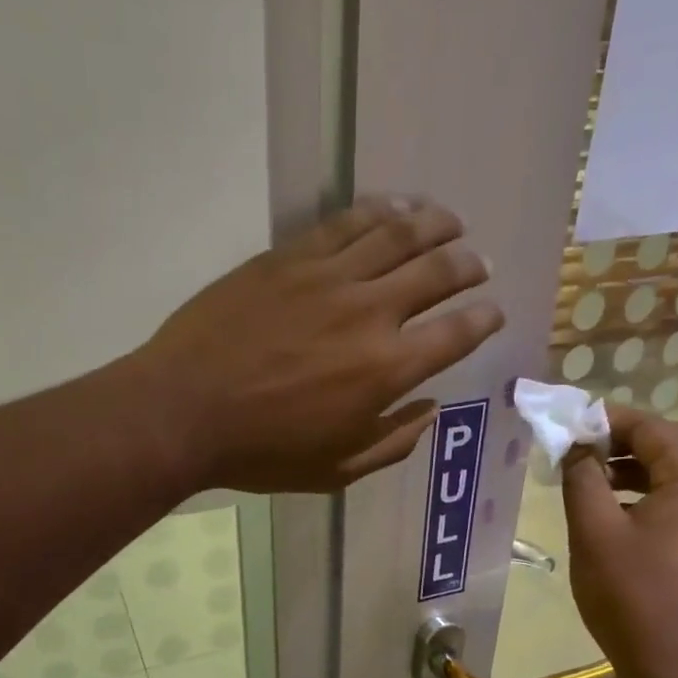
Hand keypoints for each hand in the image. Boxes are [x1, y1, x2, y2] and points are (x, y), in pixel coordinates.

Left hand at [129, 197, 503, 492]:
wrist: (184, 411)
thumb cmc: (262, 453)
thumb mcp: (336, 470)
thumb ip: (392, 442)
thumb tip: (430, 411)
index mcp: (386, 371)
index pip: (456, 333)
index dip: (484, 319)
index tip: (493, 312)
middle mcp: (370, 313)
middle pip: (437, 272)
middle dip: (469, 265)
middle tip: (479, 264)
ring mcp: (328, 278)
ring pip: (398, 234)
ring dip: (435, 224)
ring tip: (452, 221)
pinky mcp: (290, 257)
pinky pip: (347, 223)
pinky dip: (381, 211)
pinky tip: (397, 208)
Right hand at [562, 406, 677, 677]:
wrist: (675, 665)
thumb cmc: (629, 597)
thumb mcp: (593, 532)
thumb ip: (582, 478)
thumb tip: (577, 446)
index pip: (654, 428)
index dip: (609, 421)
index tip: (570, 426)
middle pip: (677, 442)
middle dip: (628, 439)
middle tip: (584, 449)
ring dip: (641, 465)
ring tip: (594, 477)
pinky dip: (656, 490)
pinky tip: (620, 509)